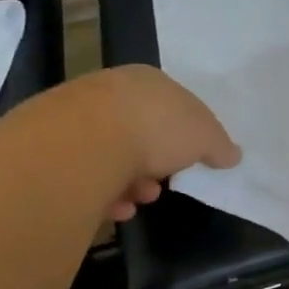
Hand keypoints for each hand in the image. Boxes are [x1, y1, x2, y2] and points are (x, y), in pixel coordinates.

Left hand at [81, 66, 241, 221]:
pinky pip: (88, 172)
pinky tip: (116, 208)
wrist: (87, 140)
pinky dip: (104, 191)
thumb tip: (233, 156)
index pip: (173, 104)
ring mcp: (78, 117)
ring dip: (132, 181)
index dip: (186, 134)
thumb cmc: (158, 128)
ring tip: (140, 199)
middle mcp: (111, 91)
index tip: (191, 160)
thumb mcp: (205, 136)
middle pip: (141, 131)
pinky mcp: (55, 146)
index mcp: (149, 80)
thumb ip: (220, 146)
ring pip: (113, 153)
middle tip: (165, 184)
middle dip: (157, 162)